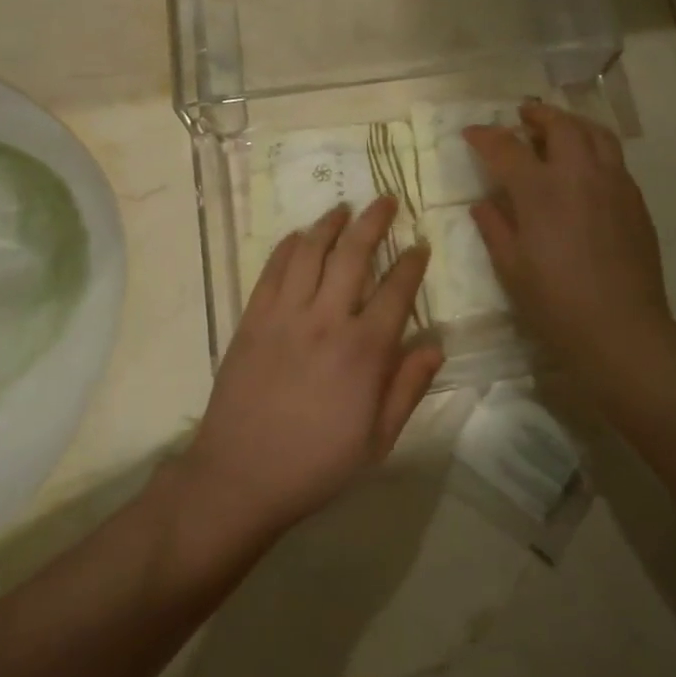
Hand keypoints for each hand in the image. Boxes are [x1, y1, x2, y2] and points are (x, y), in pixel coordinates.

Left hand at [181, 198, 441, 538]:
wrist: (240, 476)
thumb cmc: (316, 463)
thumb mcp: (377, 440)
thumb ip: (408, 388)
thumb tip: (435, 345)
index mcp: (364, 350)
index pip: (396, 290)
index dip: (411, 263)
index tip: (420, 245)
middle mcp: (326, 320)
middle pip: (354, 255)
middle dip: (373, 222)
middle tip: (386, 200)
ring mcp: (285, 315)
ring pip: (310, 252)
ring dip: (329, 224)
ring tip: (343, 208)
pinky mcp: (252, 318)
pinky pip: (272, 270)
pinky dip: (288, 247)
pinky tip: (299, 236)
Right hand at [465, 104, 672, 369]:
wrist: (623, 330)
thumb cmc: (556, 304)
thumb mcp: (512, 268)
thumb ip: (495, 227)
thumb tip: (483, 202)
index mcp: (541, 190)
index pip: (507, 147)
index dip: (485, 136)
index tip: (471, 132)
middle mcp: (579, 175)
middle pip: (560, 125)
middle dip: (537, 115)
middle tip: (522, 117)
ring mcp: (613, 183)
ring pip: (595, 133)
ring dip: (572, 123)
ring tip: (558, 129)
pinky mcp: (635, 200)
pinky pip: (614, 159)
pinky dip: (594, 148)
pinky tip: (585, 168)